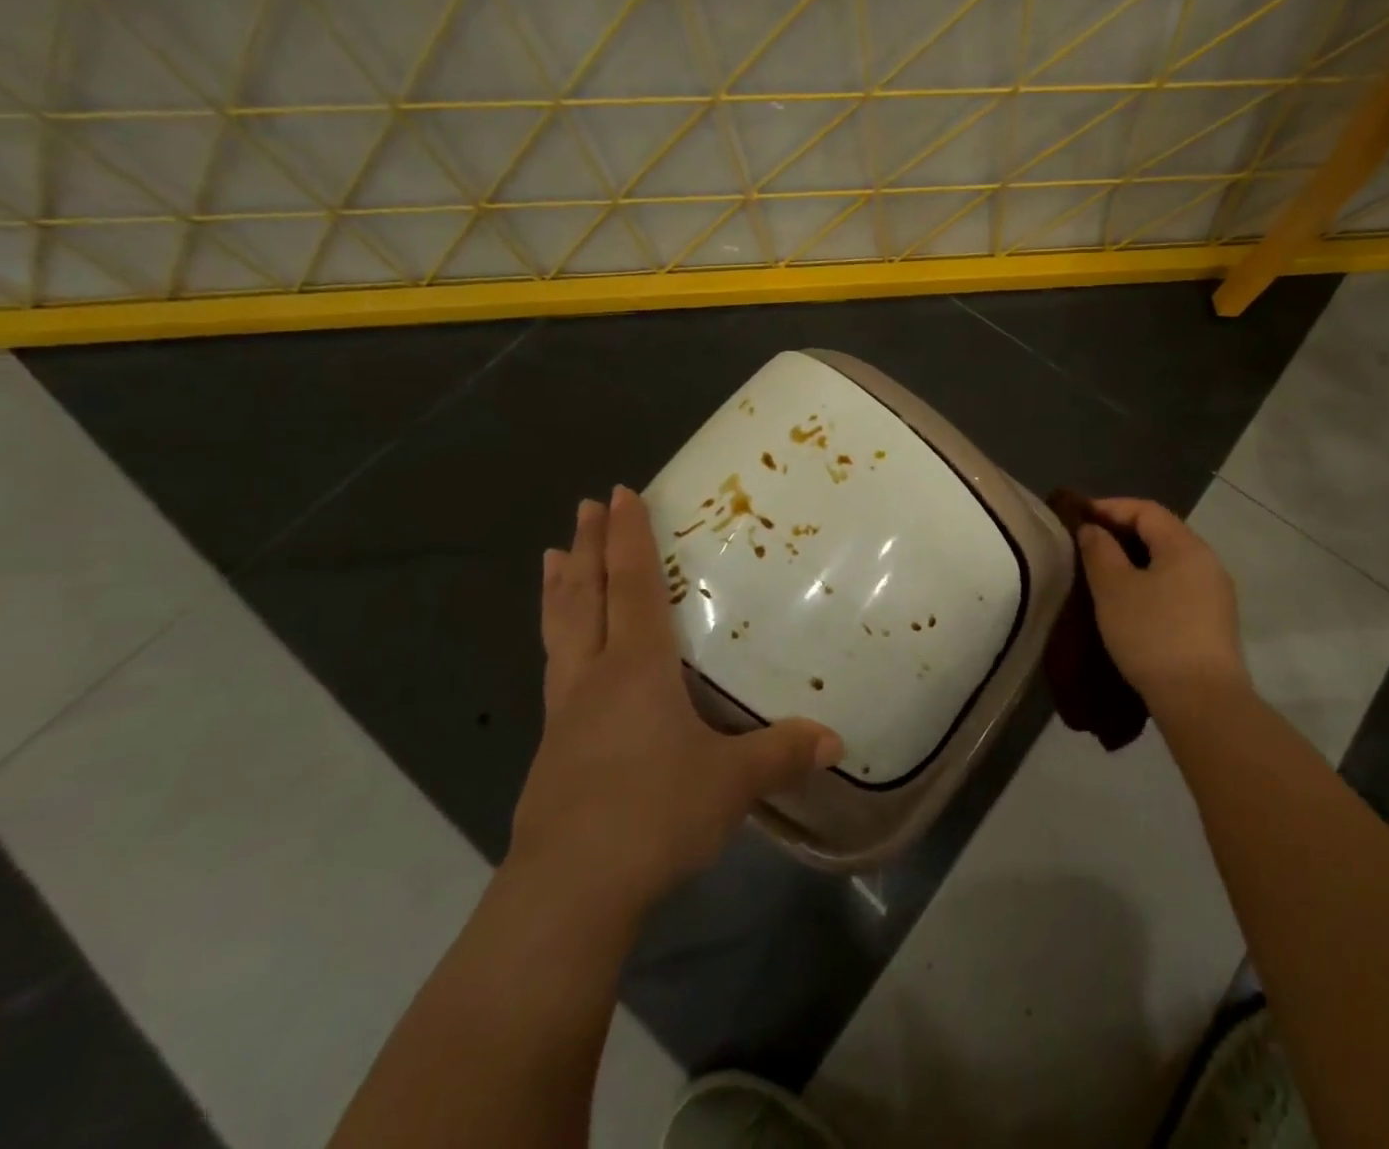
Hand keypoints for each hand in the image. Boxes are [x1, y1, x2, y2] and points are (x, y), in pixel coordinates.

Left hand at [511, 486, 842, 916]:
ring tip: (553, 557)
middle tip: (584, 507)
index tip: (619, 493)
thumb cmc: (653, 815)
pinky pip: (557, 674)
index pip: (633, 586)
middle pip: (586, 597)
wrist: (568, 894)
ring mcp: (566, 716)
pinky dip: (558, 641)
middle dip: (589, 548)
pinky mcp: (554, 753)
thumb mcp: (732, 783)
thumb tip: (835, 740)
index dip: (629, 538)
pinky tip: (569, 661)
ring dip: (561, 590)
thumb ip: (782, 754)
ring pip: (560, 633)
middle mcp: (594, 679)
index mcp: (636, 669)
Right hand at [1076, 497, 1249, 711]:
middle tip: (1086, 544)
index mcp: (1186, 546)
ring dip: (1135, 561)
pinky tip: (1130, 603)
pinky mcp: (1214, 622)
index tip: (1078, 517)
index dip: (1110, 507)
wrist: (1202, 701)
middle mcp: (1207, 562)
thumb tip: (1093, 529)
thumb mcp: (1113, 589)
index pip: (1146, 510)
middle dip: (1122, 533)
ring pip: (1169, 563)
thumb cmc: (1153, 635)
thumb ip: (1099, 551)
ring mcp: (1215, 594)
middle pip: (1161, 533)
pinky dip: (1150, 584)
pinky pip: (1177, 587)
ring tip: (1103, 573)